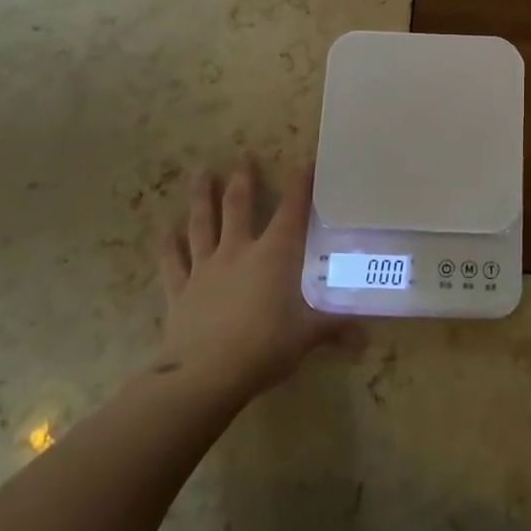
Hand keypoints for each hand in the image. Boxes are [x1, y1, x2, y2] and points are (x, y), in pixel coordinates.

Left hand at [154, 155, 363, 401]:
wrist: (204, 376)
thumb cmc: (263, 347)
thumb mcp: (307, 337)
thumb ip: (335, 331)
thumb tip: (366, 340)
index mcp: (274, 255)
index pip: (292, 211)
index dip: (300, 184)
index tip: (304, 160)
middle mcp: (239, 251)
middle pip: (239, 207)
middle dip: (242, 179)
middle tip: (242, 155)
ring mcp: (206, 268)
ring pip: (203, 224)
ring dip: (202, 197)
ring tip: (201, 172)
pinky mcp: (180, 290)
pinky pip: (173, 262)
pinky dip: (168, 245)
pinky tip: (164, 229)